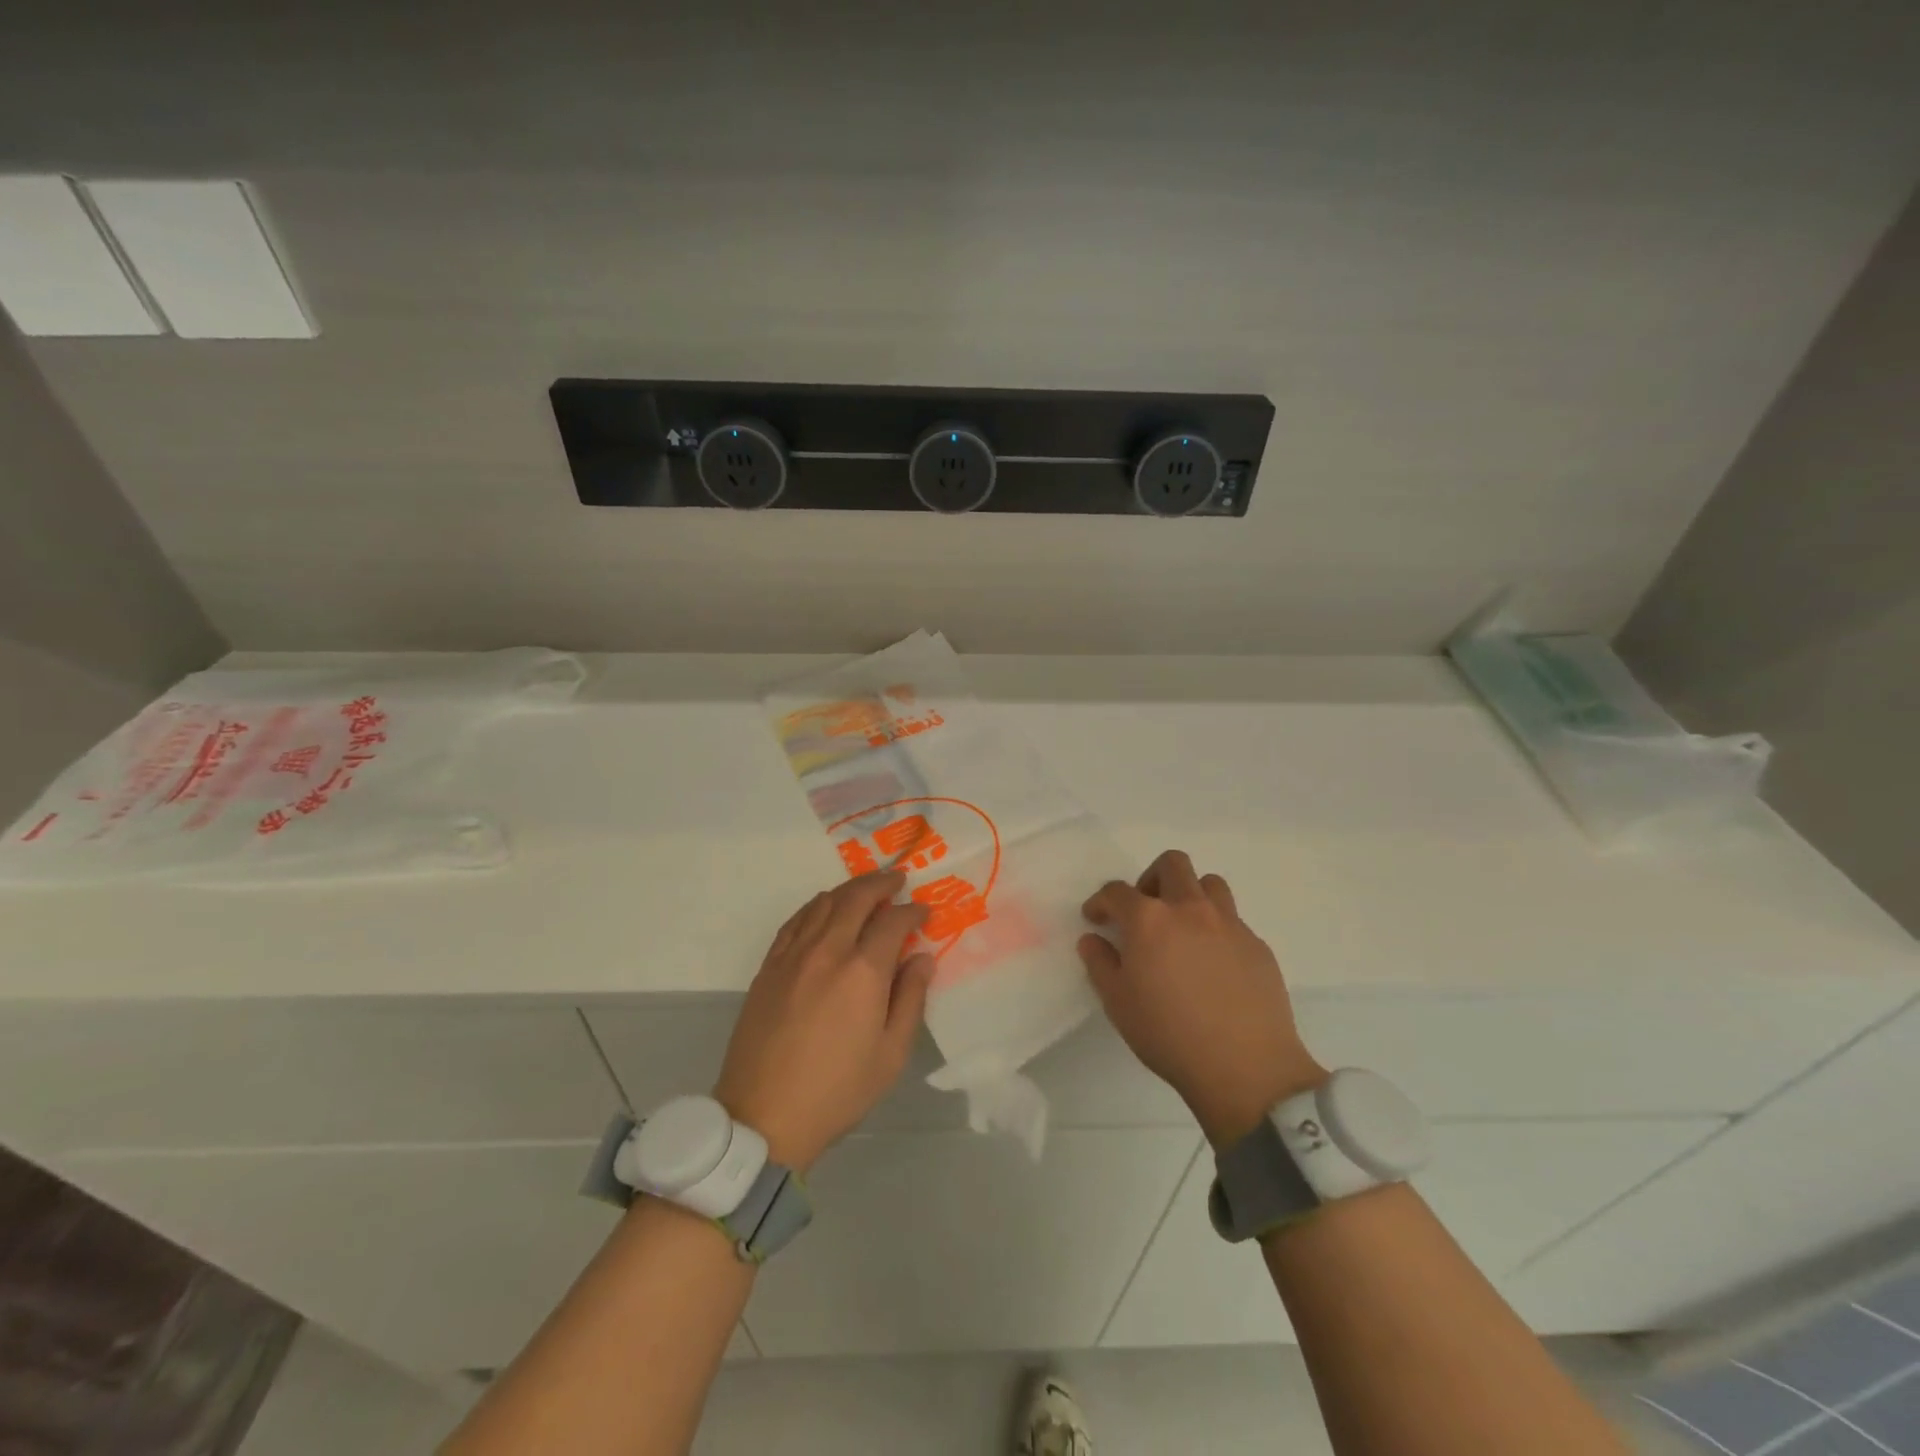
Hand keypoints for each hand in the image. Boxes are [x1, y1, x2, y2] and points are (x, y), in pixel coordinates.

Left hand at [713, 871, 935, 1172]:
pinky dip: (816, 906)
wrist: (764, 1116)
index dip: (912, 911)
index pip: (893, 921)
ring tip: (866, 890)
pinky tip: (824, 910)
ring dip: (849, 890)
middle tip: (898, 879)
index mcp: (863, 971)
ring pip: (823, 903)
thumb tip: (922, 958)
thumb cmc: (838, 1091)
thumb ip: (911, 998)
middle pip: (856, 898)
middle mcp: (827, 951)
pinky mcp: (769, 967)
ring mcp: (793, 955)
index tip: (924, 911)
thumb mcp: (891, 1054)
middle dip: (881, 883)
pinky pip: (795, 921)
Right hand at [1079, 850, 1325, 1148]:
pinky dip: (1216, 929)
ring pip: (1210, 884)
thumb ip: (1100, 964)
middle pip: (1172, 864)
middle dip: (1150, 878)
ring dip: (1190, 895)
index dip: (1101, 901)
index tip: (1096, 918)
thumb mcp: (1118, 1003)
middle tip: (1144, 911)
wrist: (1245, 1067)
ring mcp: (1229, 924)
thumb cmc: (1169, 1034)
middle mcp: (1190, 909)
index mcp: (1149, 919)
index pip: (1117, 892)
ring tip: (1182, 927)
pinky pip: (1233, 921)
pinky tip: (1212, 964)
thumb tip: (1093, 939)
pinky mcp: (1257, 945)